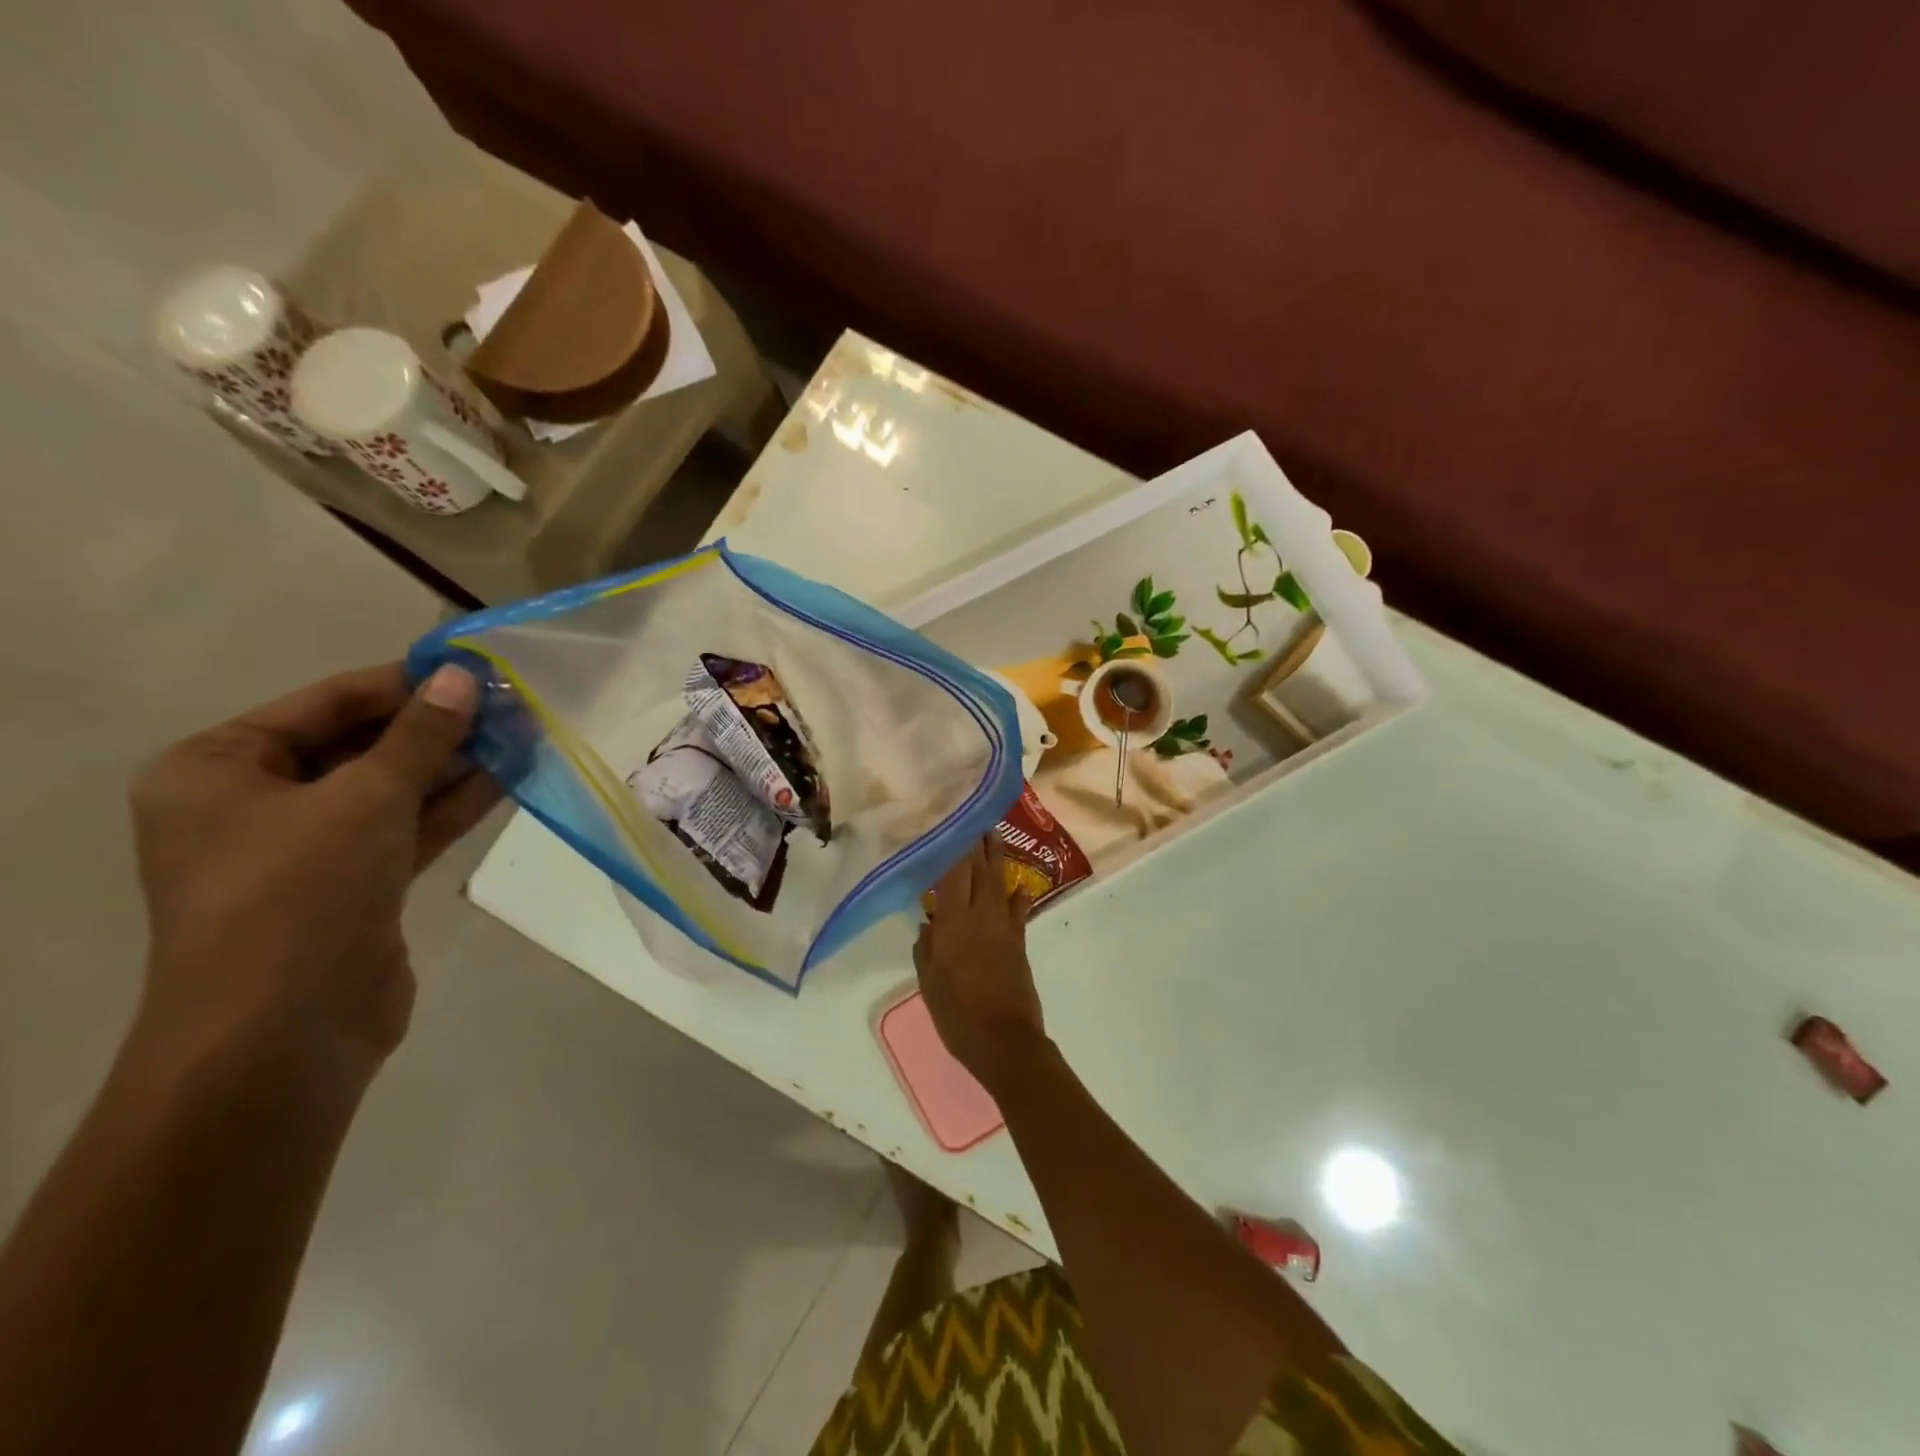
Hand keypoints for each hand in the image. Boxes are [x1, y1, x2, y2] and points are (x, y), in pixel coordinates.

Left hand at [128, 662, 500, 1091]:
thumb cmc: (297, 894)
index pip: (324, 703)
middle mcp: (255, 803)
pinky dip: (453, 803)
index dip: (402, 682)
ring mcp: (309, 849)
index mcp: (217, 769)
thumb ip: (419, 737)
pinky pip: (408, 827)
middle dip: (436, 725)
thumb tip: (464, 679)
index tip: (473, 666)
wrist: (282, 1035)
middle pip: (361, 745)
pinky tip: (509, 776)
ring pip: (393, 788)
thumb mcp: (364, 799)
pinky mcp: (356, 885)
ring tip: (523, 731)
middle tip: (509, 701)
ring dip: (455, 762)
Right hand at [913, 835, 1048, 1086]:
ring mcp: (1004, 927)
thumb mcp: (929, 982)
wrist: (1004, 1041)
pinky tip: (1019, 886)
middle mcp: (980, 916)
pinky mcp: (1019, 942)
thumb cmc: (958, 1014)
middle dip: (976, 842)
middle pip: (978, 870)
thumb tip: (929, 923)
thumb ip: (927, 948)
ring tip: (994, 833)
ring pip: (999, 882)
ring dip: (997, 857)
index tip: (947, 823)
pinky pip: (1019, 910)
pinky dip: (1018, 896)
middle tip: (974, 816)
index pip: (952, 873)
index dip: (951, 846)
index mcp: (953, 923)